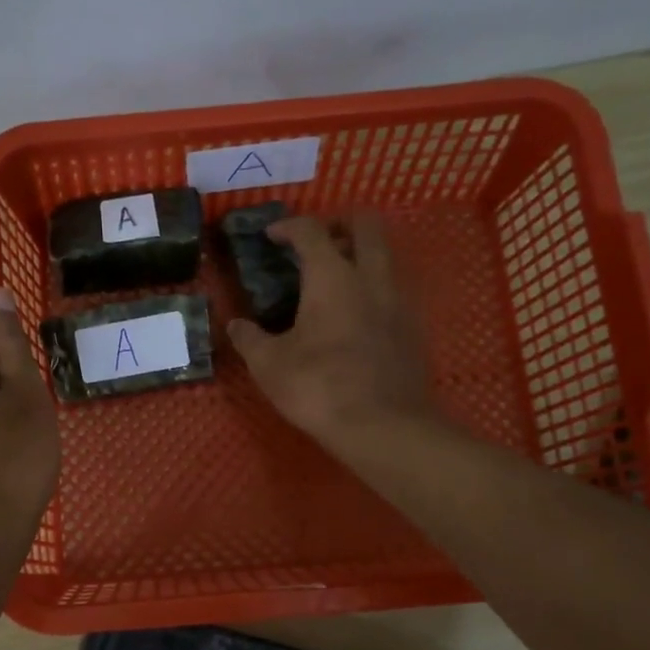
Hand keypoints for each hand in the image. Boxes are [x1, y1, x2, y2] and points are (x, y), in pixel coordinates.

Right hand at [228, 214, 434, 446]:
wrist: (384, 427)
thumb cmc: (319, 388)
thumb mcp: (269, 366)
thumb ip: (249, 339)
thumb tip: (235, 326)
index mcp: (332, 278)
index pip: (311, 231)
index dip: (289, 226)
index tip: (272, 236)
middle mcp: (371, 278)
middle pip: (365, 225)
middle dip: (339, 222)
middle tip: (316, 242)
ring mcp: (399, 301)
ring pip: (386, 255)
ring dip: (361, 254)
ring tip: (335, 279)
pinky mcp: (413, 327)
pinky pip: (394, 289)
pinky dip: (374, 287)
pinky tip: (356, 315)